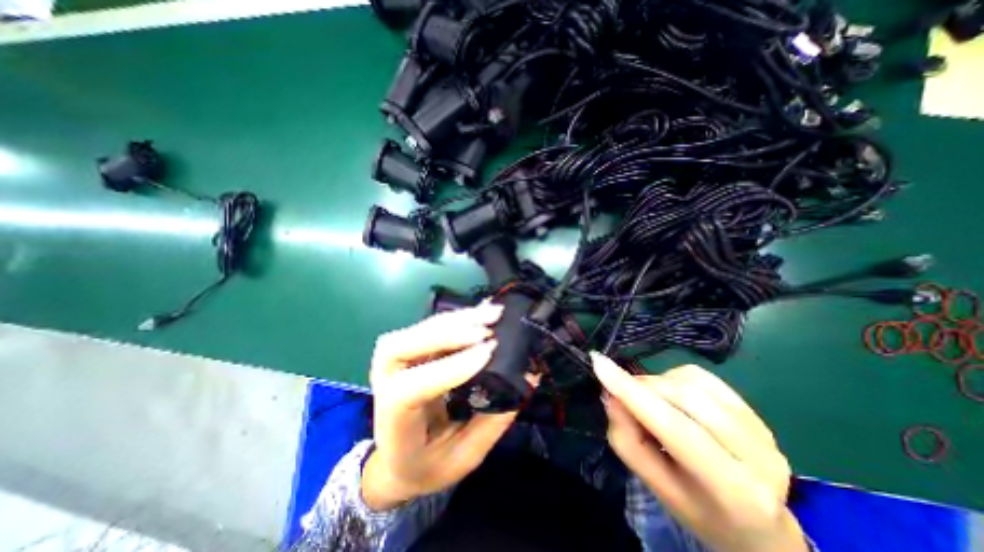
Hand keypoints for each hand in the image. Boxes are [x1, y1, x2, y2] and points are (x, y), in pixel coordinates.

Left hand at [362, 304, 530, 509]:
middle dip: (448, 333)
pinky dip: (458, 317)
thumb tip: (529, 378)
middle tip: (488, 328)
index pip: (410, 389)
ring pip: (420, 329)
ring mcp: (394, 361)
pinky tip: (481, 311)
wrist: (396, 459)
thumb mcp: (463, 457)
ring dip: (458, 319)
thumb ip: (494, 420)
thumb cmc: (427, 465)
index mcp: (393, 422)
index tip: (488, 353)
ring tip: (492, 313)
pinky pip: (432, 327)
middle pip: (403, 346)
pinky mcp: (411, 349)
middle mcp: (385, 383)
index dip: (449, 368)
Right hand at [592, 353, 806, 551]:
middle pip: (684, 398)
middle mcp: (759, 456)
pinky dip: (675, 379)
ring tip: (653, 403)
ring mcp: (762, 430)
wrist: (757, 526)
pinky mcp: (755, 411)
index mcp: (733, 490)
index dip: (633, 393)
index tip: (599, 363)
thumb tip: (610, 395)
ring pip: (691, 381)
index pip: (675, 428)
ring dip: (658, 384)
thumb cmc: (697, 508)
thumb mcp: (654, 484)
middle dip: (643, 388)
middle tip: (623, 396)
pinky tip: (674, 398)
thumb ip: (627, 439)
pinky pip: (702, 376)